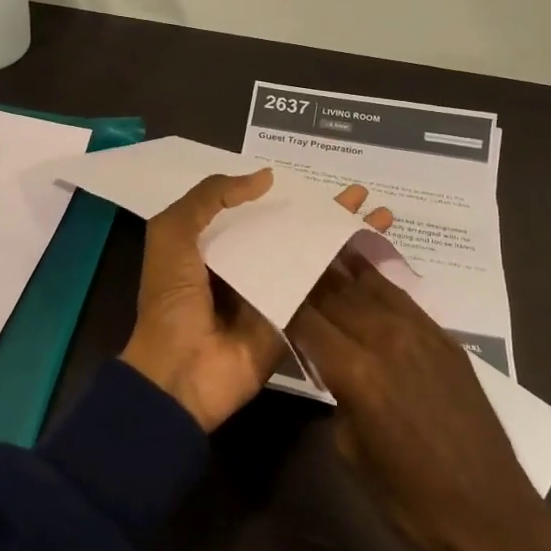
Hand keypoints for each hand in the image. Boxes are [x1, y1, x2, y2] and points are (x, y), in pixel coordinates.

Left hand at [122, 172, 392, 432]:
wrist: (181, 373)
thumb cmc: (171, 300)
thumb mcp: (172, 234)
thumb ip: (209, 198)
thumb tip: (266, 177)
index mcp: (213, 245)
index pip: (253, 210)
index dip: (281, 193)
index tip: (313, 178)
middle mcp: (246, 266)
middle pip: (290, 231)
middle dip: (323, 212)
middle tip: (359, 193)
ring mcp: (272, 294)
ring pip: (312, 257)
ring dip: (343, 237)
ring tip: (380, 213)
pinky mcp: (293, 321)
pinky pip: (321, 292)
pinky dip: (347, 274)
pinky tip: (377, 253)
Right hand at [289, 257, 550, 550]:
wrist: (489, 515)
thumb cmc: (408, 498)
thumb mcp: (351, 449)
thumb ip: (335, 393)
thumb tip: (327, 362)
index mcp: (357, 372)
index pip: (307, 319)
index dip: (284, 300)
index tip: (267, 286)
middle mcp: (387, 339)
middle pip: (337, 294)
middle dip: (308, 278)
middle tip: (286, 261)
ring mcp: (421, 334)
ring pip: (371, 286)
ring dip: (341, 270)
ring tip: (317, 250)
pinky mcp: (446, 339)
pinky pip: (403, 298)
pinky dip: (377, 282)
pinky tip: (361, 270)